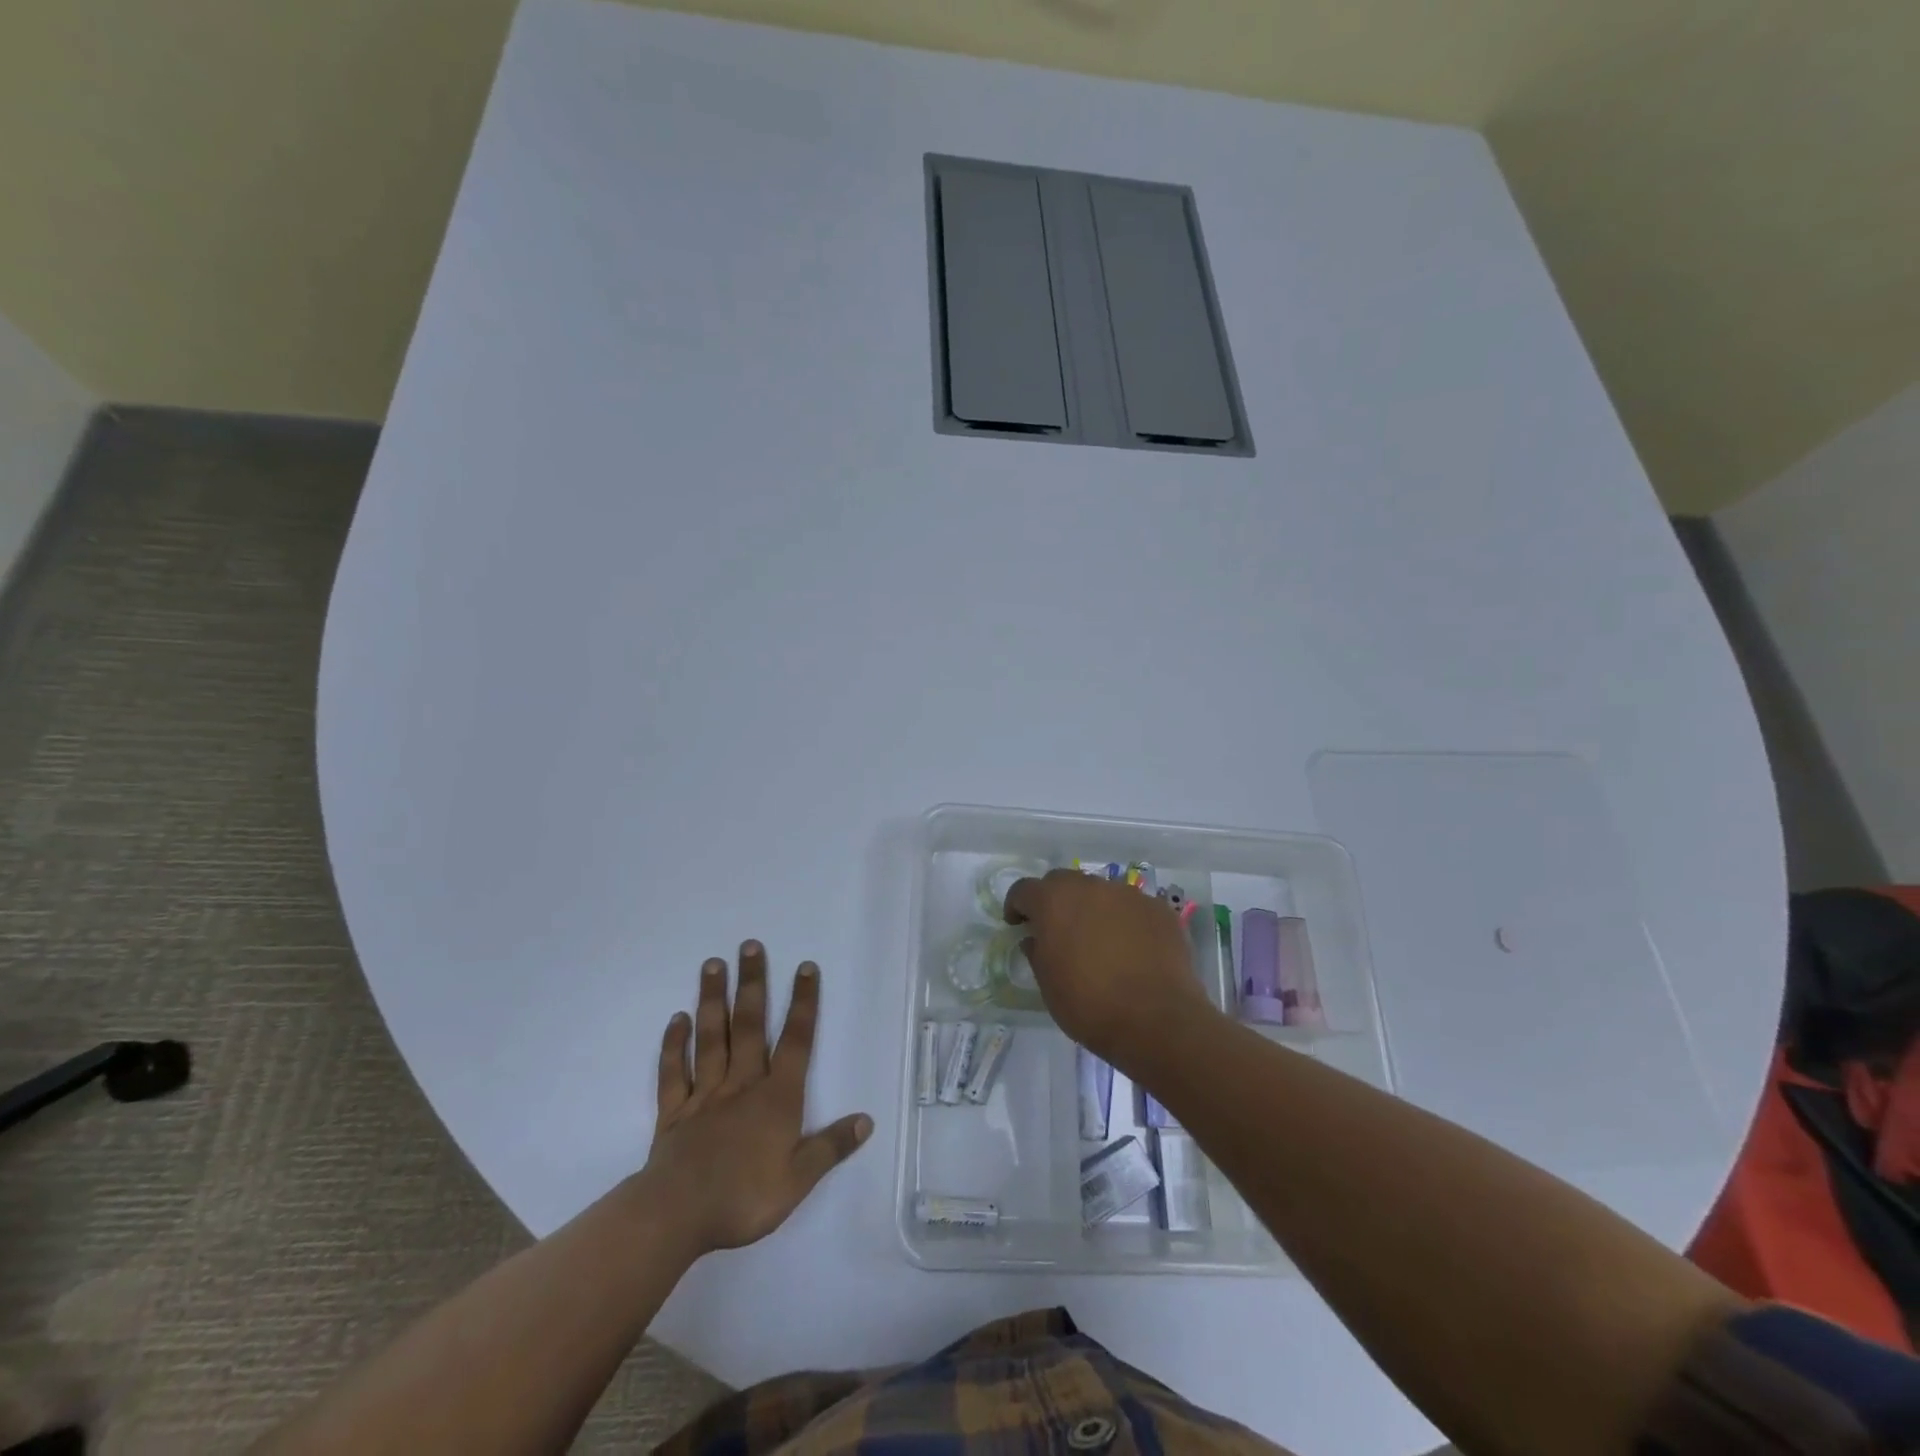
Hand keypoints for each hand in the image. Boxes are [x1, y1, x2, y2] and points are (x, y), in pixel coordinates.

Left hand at [642, 941, 871, 1255]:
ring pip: (711, 1037)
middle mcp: (742, 1084)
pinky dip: (674, 1044)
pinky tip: (677, 1019)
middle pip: (749, 1025)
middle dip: (753, 984)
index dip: (803, 1003)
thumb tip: (866, 1120)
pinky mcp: (674, 1111)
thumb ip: (831, 1147)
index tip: (805, 967)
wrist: (677, 1216)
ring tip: (713, 964)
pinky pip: (674, 1071)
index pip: (796, 1041)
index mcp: (776, 1097)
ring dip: (713, 999)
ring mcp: (704, 1094)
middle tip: (749, 945)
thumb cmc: (744, 1197)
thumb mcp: (799, 1179)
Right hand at [1004, 871, 1218, 1067]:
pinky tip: (1132, 949)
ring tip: (1099, 940)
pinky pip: (1132, 908)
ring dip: (1092, 908)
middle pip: (1063, 882)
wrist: (1157, 1020)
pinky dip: (1125, 921)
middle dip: (1055, 900)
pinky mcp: (1158, 909)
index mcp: (1054, 901)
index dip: (1017, 905)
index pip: (1024, 889)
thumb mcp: (1048, 985)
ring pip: (1101, 892)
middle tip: (1057, 929)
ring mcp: (1128, 895)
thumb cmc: (1090, 1005)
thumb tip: (1035, 939)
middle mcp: (1090, 887)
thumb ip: (1037, 953)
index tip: (1017, 925)